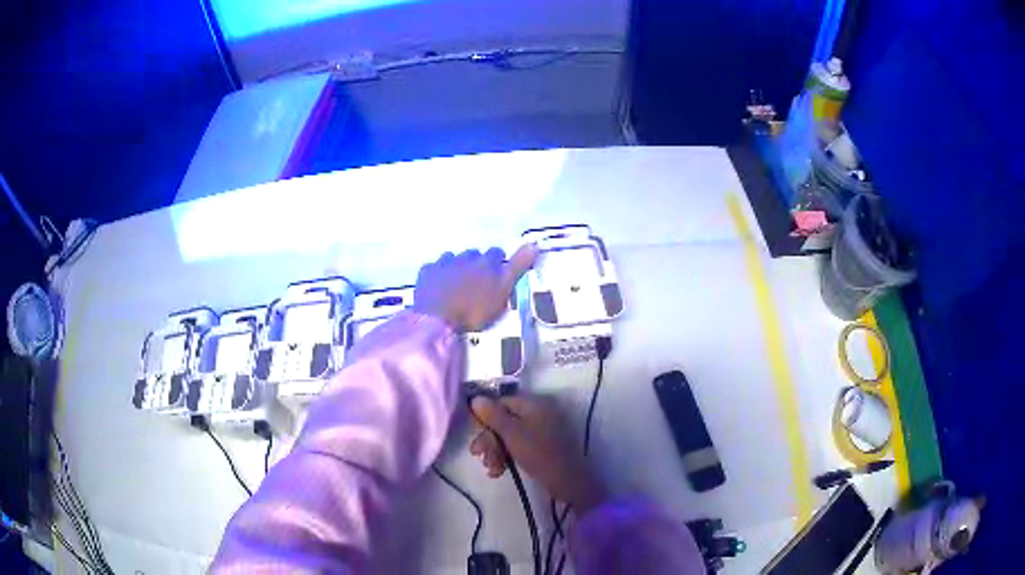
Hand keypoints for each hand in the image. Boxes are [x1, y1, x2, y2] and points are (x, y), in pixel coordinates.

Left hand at [413, 244, 536, 331]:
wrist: (439, 318)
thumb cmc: (475, 309)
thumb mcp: (503, 290)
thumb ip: (518, 267)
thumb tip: (534, 243)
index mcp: (486, 261)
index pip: (497, 253)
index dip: (498, 263)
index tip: (498, 275)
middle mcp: (465, 256)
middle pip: (474, 255)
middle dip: (476, 265)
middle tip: (477, 283)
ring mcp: (443, 263)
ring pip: (453, 259)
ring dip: (456, 267)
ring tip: (457, 284)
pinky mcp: (426, 272)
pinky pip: (434, 268)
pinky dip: (438, 274)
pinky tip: (438, 285)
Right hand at [469, 395, 605, 513]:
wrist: (567, 480)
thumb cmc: (539, 453)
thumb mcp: (512, 434)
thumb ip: (493, 415)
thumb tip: (476, 398)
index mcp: (533, 404)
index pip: (501, 403)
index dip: (485, 418)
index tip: (475, 434)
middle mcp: (537, 413)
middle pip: (503, 421)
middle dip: (489, 440)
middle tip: (478, 456)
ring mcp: (541, 430)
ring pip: (508, 436)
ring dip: (495, 452)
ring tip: (492, 470)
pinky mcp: (542, 446)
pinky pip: (518, 446)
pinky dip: (506, 457)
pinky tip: (498, 472)